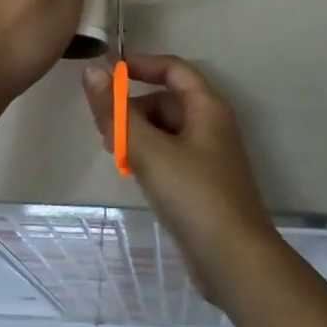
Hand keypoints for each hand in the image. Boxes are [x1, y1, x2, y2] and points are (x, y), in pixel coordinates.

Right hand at [83, 53, 279, 298]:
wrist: (234, 261)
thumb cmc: (194, 195)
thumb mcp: (150, 150)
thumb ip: (117, 112)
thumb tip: (92, 71)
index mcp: (207, 108)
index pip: (173, 69)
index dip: (141, 66)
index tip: (107, 75)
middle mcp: (211, 125)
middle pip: (166, 100)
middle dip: (133, 107)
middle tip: (103, 129)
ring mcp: (208, 157)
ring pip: (166, 130)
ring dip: (138, 133)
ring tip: (113, 152)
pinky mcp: (201, 184)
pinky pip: (169, 155)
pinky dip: (148, 156)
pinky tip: (131, 173)